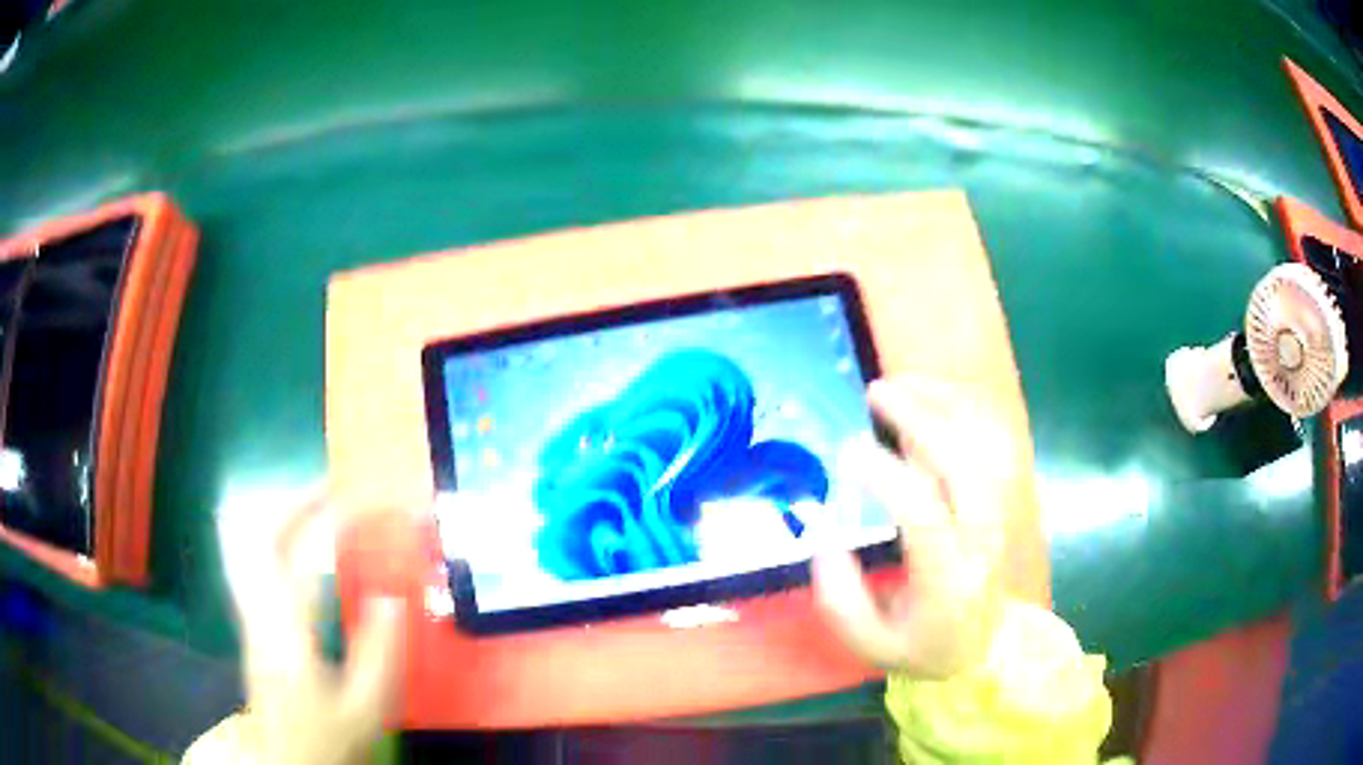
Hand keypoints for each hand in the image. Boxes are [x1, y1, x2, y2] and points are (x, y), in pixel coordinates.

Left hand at [187, 491, 403, 764]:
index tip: (371, 501)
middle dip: (298, 499)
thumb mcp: (366, 709)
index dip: (335, 519)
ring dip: (283, 512)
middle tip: (335, 485)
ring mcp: (251, 613)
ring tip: (316, 501)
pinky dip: (273, 535)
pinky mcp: (251, 620)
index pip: (305, 556)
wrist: (285, 758)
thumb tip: (391, 598)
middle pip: (263, 536)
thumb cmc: (328, 737)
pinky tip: (292, 540)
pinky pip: (253, 559)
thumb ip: (379, 654)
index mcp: (289, 633)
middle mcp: (261, 611)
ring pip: (252, 543)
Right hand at [813, 377, 1012, 679]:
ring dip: (947, 404)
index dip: (888, 477)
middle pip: (964, 465)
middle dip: (921, 420)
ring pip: (986, 443)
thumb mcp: (871, 645)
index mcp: (948, 579)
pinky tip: (934, 393)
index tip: (848, 452)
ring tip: (901, 382)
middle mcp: (982, 537)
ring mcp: (999, 512)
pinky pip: (995, 440)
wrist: (983, 644)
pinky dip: (967, 409)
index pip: (926, 517)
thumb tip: (823, 538)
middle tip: (875, 393)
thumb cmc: (923, 644)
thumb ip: (840, 600)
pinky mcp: (1002, 497)